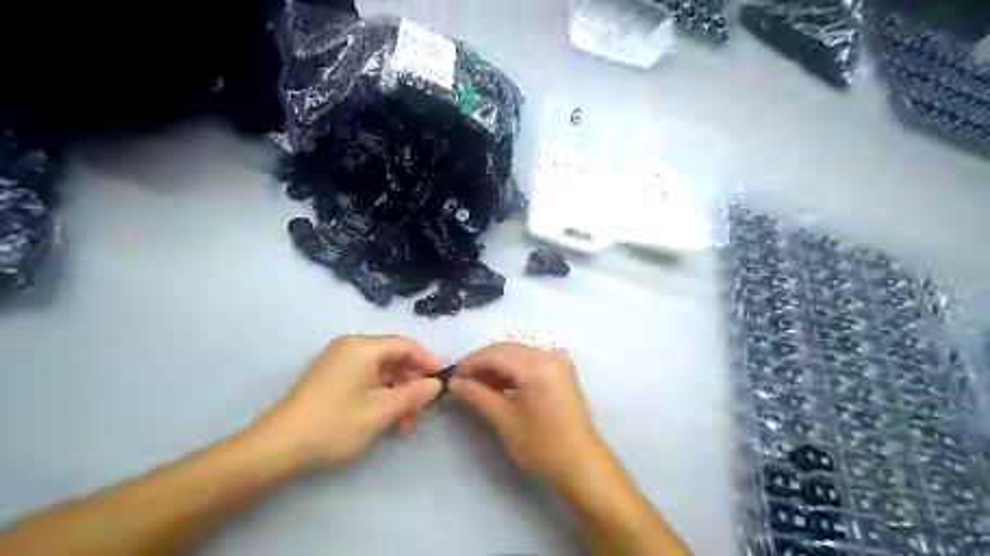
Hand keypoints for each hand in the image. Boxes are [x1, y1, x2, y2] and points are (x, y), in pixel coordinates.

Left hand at [253, 335, 439, 468]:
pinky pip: (365, 381)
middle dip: (411, 385)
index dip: (428, 362)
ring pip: (381, 373)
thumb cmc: (335, 424)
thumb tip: (436, 384)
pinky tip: (385, 422)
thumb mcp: (382, 410)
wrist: (278, 447)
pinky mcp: (331, 379)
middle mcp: (351, 348)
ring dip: (396, 396)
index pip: (406, 345)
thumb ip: (414, 394)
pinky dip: (380, 397)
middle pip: (394, 359)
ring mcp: (339, 363)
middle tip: (420, 412)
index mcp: (363, 347)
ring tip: (402, 426)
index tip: (442, 383)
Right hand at [451, 343, 604, 486]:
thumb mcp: (504, 419)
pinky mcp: (560, 370)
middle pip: (506, 350)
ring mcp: (557, 361)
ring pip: (517, 355)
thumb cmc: (541, 444)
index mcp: (537, 365)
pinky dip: (512, 371)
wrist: (580, 463)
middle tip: (462, 382)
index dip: (470, 363)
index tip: (452, 377)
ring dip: (496, 367)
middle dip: (482, 364)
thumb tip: (453, 383)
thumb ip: (477, 395)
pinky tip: (498, 386)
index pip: (495, 353)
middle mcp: (549, 355)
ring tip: (476, 386)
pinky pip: (530, 362)